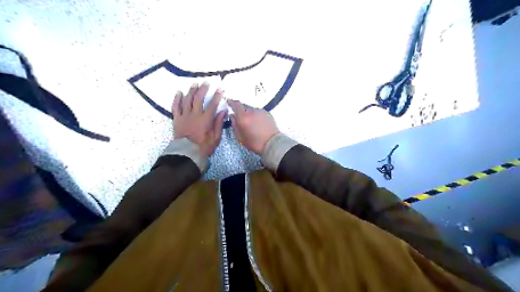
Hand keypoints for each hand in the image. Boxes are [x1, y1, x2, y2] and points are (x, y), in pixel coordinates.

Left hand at [172, 82, 225, 157]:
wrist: (187, 154)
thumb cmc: (203, 147)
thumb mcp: (215, 138)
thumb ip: (218, 123)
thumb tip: (223, 111)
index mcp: (205, 120)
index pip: (212, 105)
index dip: (216, 96)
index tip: (220, 89)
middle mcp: (194, 115)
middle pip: (198, 99)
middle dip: (203, 89)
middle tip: (206, 82)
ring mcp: (184, 116)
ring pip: (187, 100)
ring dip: (191, 91)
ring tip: (194, 84)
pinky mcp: (176, 119)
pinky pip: (175, 107)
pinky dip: (177, 99)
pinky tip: (179, 93)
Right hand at [226, 100, 277, 154]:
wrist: (272, 143)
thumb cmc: (254, 143)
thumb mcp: (240, 137)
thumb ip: (234, 125)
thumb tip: (232, 116)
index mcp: (243, 117)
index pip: (236, 104)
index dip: (231, 102)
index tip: (229, 102)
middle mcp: (252, 111)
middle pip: (244, 106)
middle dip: (240, 110)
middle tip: (240, 117)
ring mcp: (260, 111)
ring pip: (251, 109)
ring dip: (249, 113)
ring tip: (250, 122)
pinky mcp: (267, 113)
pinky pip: (258, 112)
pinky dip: (256, 115)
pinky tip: (257, 122)